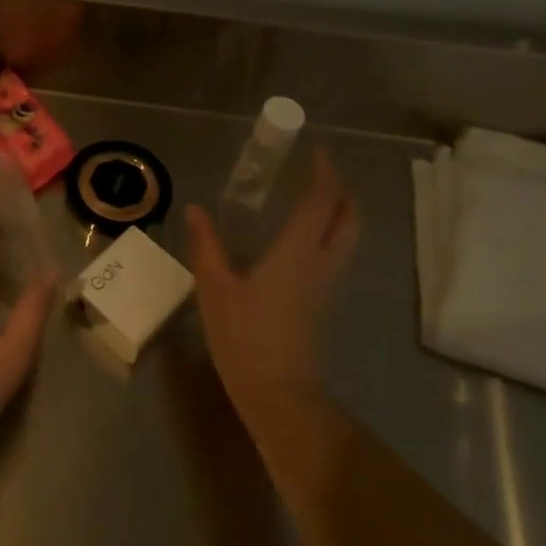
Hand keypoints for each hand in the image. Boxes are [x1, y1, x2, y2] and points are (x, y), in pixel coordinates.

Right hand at [184, 149, 359, 415]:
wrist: (278, 393)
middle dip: (340, 190)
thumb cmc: (245, 336)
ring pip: (348, 238)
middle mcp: (322, 262)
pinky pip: (336, 255)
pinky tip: (300, 239)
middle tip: (318, 172)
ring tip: (311, 199)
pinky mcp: (323, 302)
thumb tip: (196, 209)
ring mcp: (327, 285)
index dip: (324, 172)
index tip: (317, 151)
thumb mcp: (214, 287)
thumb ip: (206, 245)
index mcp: (298, 252)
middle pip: (349, 218)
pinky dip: (329, 234)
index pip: (323, 201)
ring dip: (339, 212)